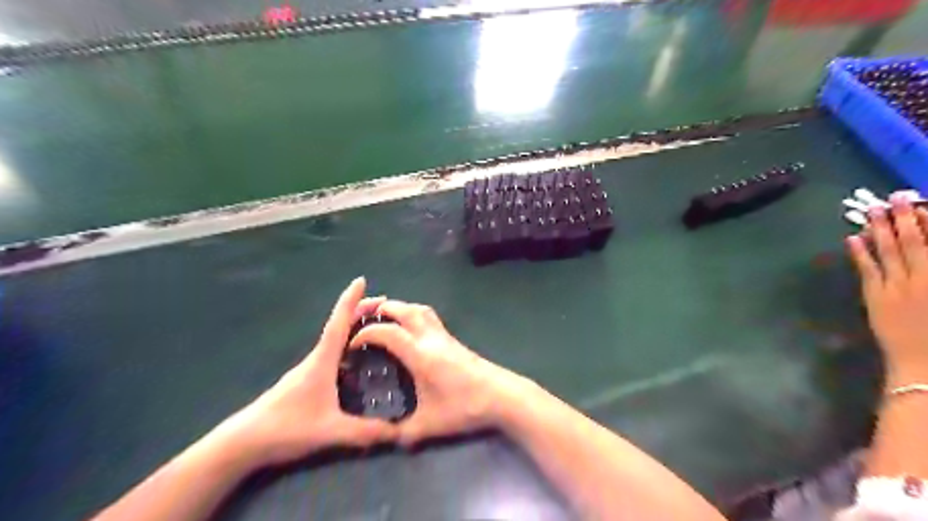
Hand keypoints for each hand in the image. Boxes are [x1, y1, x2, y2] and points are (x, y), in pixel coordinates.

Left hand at [209, 279, 397, 469]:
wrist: (244, 442)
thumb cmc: (286, 428)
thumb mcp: (330, 431)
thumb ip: (364, 432)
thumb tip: (397, 432)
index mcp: (322, 360)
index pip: (339, 323)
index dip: (350, 300)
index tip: (361, 280)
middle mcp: (316, 358)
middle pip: (340, 326)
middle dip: (360, 310)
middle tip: (384, 304)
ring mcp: (309, 369)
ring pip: (335, 339)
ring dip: (354, 326)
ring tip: (376, 326)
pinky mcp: (306, 380)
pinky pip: (332, 353)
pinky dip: (347, 344)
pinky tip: (356, 358)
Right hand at [349, 304, 524, 444]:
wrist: (502, 395)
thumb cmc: (464, 407)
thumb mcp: (429, 424)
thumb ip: (404, 432)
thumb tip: (388, 438)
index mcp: (419, 353)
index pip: (387, 331)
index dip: (365, 333)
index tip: (352, 345)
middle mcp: (430, 337)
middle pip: (403, 309)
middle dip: (380, 309)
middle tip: (362, 317)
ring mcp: (444, 335)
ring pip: (419, 308)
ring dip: (399, 308)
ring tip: (385, 318)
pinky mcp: (453, 339)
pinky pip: (429, 317)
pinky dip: (413, 314)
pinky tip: (410, 330)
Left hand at [850, 193, 927, 384]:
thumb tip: (922, 256)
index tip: (922, 204)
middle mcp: (925, 277)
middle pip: (914, 241)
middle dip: (904, 217)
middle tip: (895, 195)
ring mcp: (897, 287)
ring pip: (888, 251)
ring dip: (880, 229)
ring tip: (873, 209)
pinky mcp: (876, 298)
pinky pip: (866, 270)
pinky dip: (859, 253)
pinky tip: (852, 237)